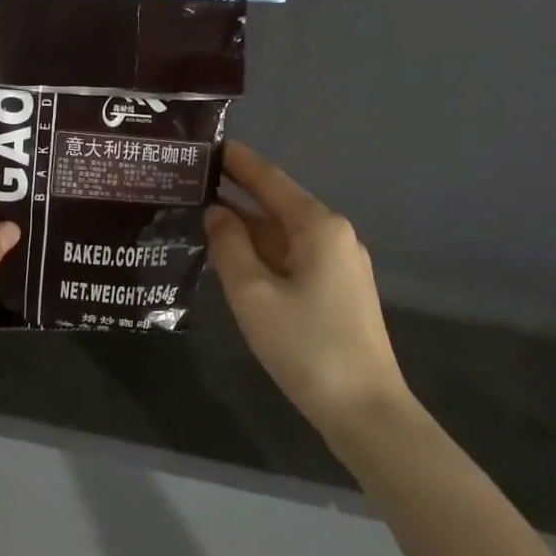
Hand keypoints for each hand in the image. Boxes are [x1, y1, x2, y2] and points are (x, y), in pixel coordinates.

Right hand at [204, 141, 414, 437]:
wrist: (366, 411)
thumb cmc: (306, 346)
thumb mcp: (253, 294)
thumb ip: (229, 246)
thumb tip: (216, 213)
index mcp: (318, 226)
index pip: (269, 179)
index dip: (237, 161)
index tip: (207, 144)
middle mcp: (333, 236)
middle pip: (276, 205)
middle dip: (235, 195)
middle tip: (189, 185)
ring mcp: (339, 265)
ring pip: (282, 235)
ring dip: (245, 229)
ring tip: (199, 219)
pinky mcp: (338, 291)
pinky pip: (292, 258)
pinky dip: (261, 254)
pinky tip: (232, 260)